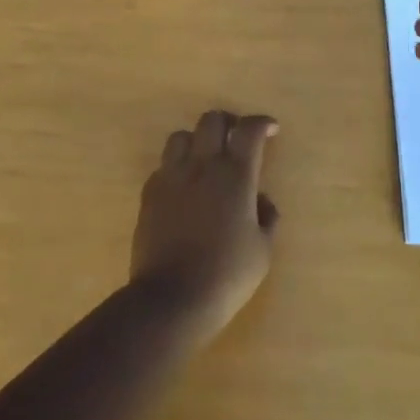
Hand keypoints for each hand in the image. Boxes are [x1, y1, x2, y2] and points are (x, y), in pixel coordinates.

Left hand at [130, 111, 279, 341]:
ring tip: (206, 160)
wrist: (171, 299)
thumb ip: (267, 217)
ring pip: (181, 136)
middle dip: (228, 123)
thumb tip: (261, 200)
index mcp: (235, 175)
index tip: (270, 130)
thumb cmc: (226, 276)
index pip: (249, 129)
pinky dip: (176, 168)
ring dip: (197, 141)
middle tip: (237, 141)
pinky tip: (183, 189)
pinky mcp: (149, 193)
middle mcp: (202, 165)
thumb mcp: (262, 251)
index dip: (262, 123)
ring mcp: (171, 176)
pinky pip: (163, 165)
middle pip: (212, 120)